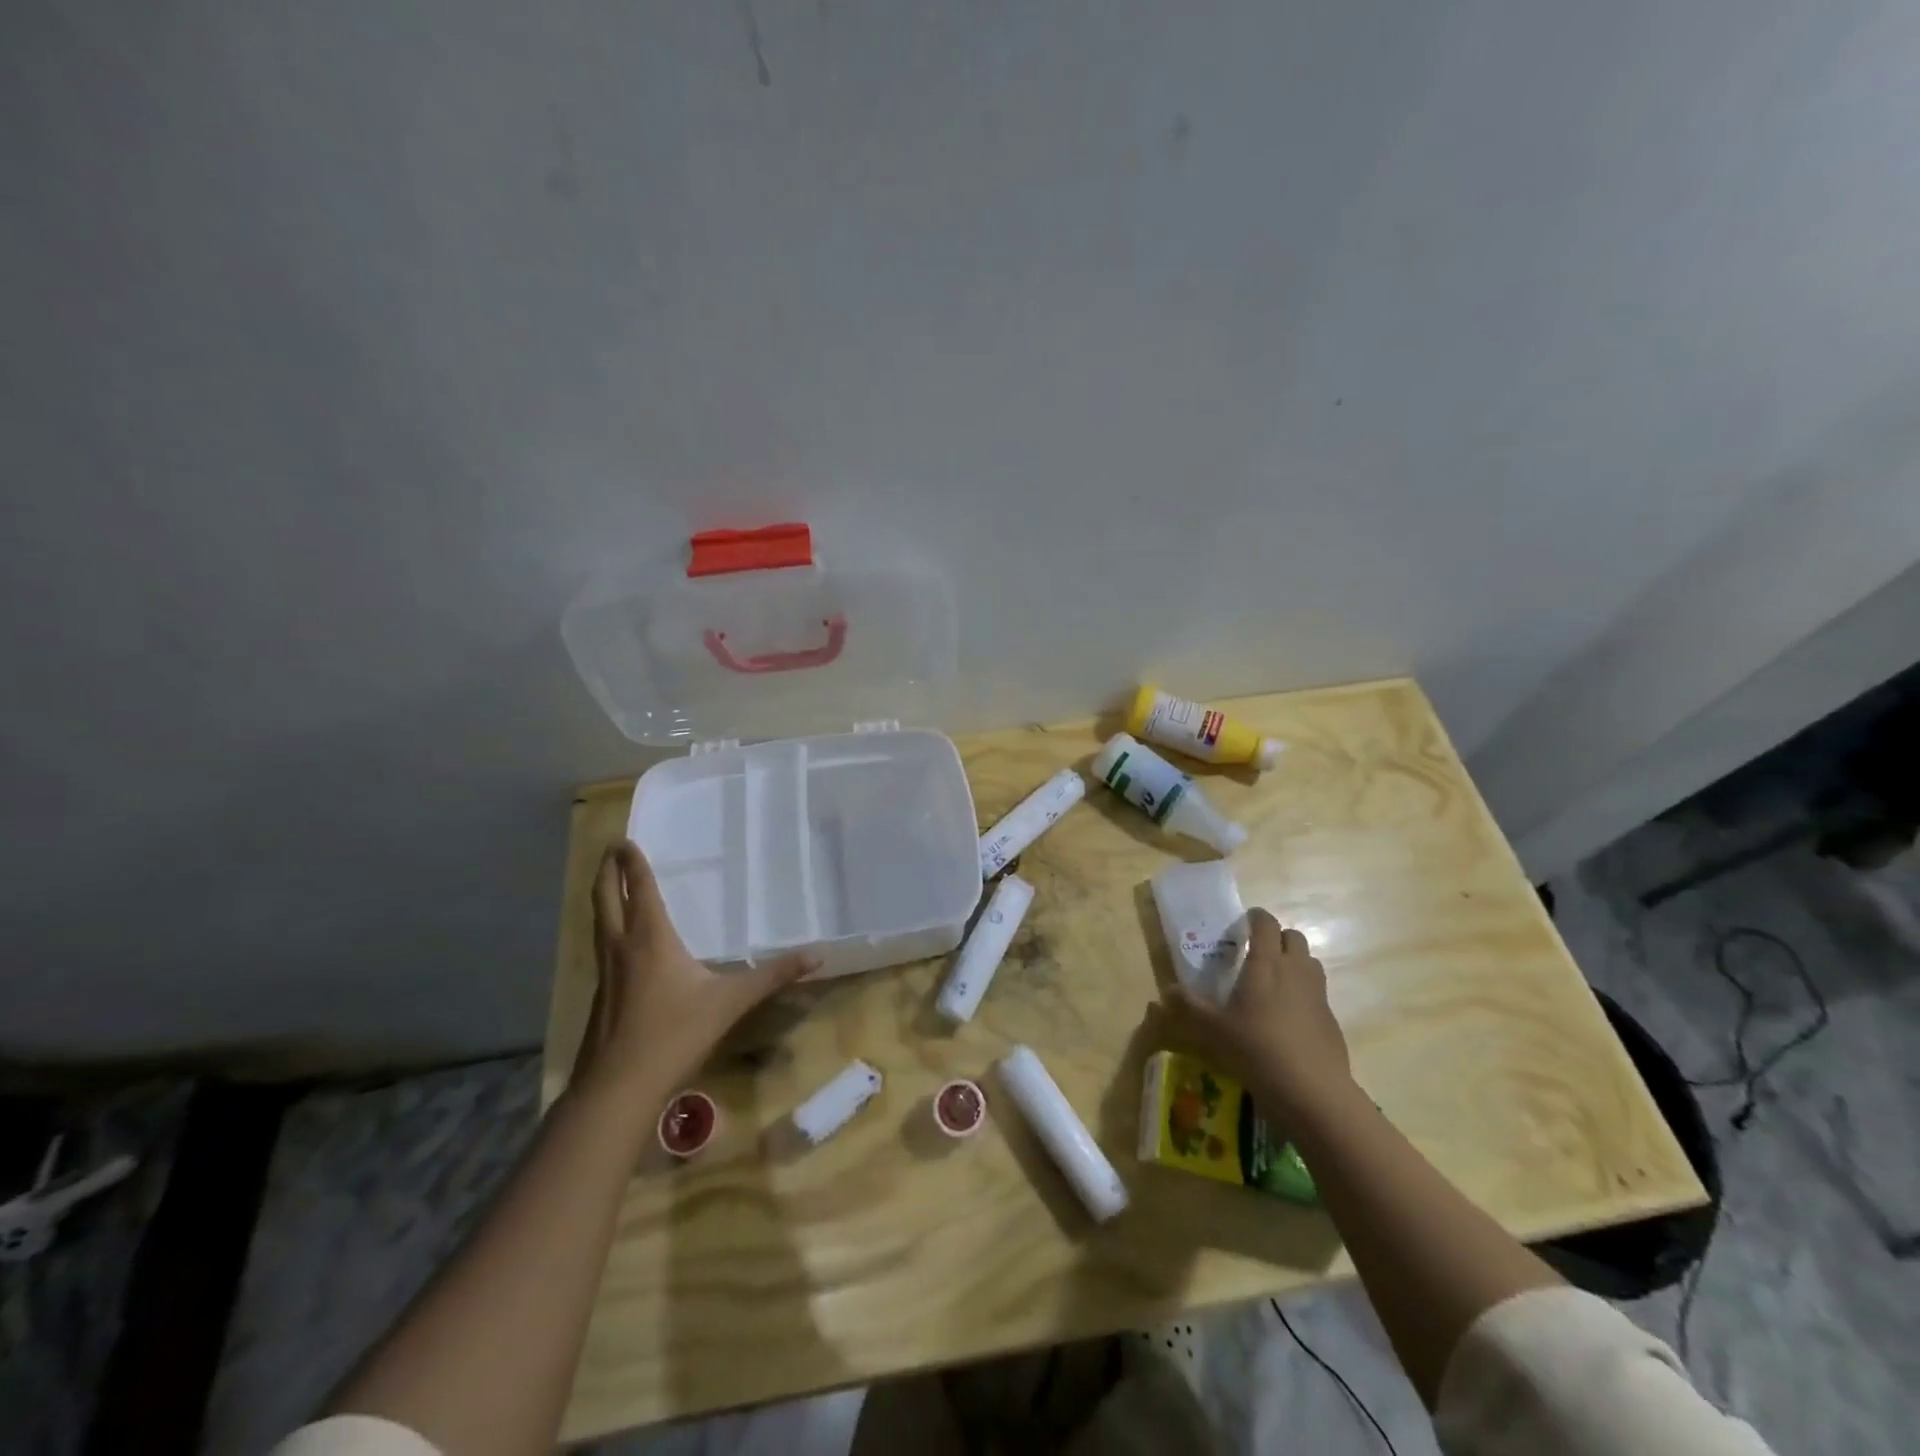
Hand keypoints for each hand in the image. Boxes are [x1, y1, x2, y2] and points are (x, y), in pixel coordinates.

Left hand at [571, 840, 815, 1101]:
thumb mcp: (731, 1002)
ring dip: (603, 897)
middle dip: (607, 871)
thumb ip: (773, 976)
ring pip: (599, 923)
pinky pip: (602, 947)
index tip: (624, 840)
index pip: (639, 890)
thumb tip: (817, 955)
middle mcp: (622, 947)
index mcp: (650, 939)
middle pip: (606, 899)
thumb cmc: (675, 1034)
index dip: (632, 863)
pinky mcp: (600, 995)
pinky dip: (606, 928)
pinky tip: (619, 942)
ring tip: (610, 884)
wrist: (617, 1088)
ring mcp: (605, 972)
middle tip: (611, 850)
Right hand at [1160, 909, 1353, 1126]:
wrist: (1313, 1092)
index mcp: (1266, 963)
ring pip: (1309, 962)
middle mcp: (1295, 970)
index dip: (1255, 918)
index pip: (1265, 923)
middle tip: (1256, 954)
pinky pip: (1317, 992)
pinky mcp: (1331, 1019)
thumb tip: (1166, 992)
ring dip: (1293, 962)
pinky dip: (1303, 993)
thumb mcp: (1213, 1030)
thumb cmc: (1257, 1050)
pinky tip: (1287, 1019)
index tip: (1242, 925)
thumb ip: (1188, 1007)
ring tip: (1272, 982)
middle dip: (1276, 938)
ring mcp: (1318, 994)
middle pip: (1293, 937)